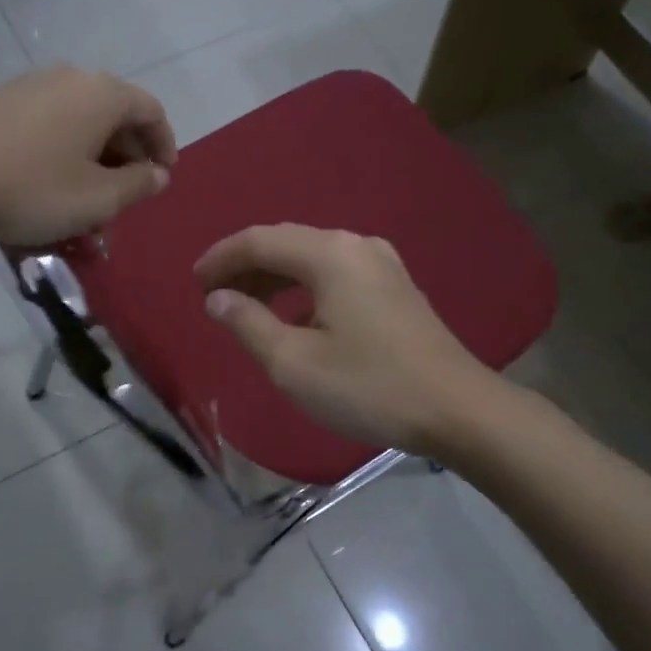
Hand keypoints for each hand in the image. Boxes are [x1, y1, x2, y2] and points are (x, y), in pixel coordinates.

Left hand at [0, 67, 176, 245]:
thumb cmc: (35, 189)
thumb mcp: (99, 199)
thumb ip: (139, 185)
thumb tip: (158, 174)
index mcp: (102, 94)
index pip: (151, 111)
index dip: (164, 145)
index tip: (163, 178)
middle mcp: (70, 77)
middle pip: (116, 113)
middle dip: (128, 156)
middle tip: (127, 195)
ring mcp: (31, 85)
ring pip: (82, 119)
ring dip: (96, 156)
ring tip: (90, 196)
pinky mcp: (1, 100)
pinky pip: (51, 121)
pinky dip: (66, 148)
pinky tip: (53, 181)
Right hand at [194, 224, 494, 455]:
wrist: (457, 409)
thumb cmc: (369, 387)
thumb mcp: (294, 363)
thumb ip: (248, 324)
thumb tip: (217, 298)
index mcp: (330, 254)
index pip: (259, 241)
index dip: (221, 258)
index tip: (194, 283)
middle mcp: (357, 245)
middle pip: (287, 244)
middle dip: (246, 267)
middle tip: (214, 297)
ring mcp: (383, 264)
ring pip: (313, 259)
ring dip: (275, 279)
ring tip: (246, 308)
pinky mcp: (396, 288)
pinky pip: (336, 275)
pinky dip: (304, 290)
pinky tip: (295, 319)